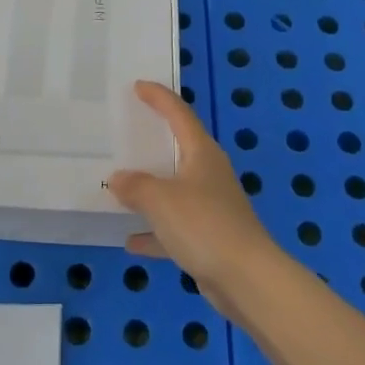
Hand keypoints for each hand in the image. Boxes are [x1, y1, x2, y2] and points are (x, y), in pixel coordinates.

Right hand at [107, 80, 281, 315]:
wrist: (246, 279)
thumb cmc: (204, 225)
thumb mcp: (160, 200)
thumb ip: (136, 186)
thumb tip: (119, 178)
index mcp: (201, 154)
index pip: (179, 114)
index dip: (159, 97)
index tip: (138, 86)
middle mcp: (208, 174)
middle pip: (179, 149)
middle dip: (154, 141)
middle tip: (126, 130)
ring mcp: (211, 207)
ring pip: (175, 190)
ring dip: (150, 190)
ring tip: (120, 186)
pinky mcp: (209, 238)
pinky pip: (174, 227)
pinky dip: (154, 232)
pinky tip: (130, 241)